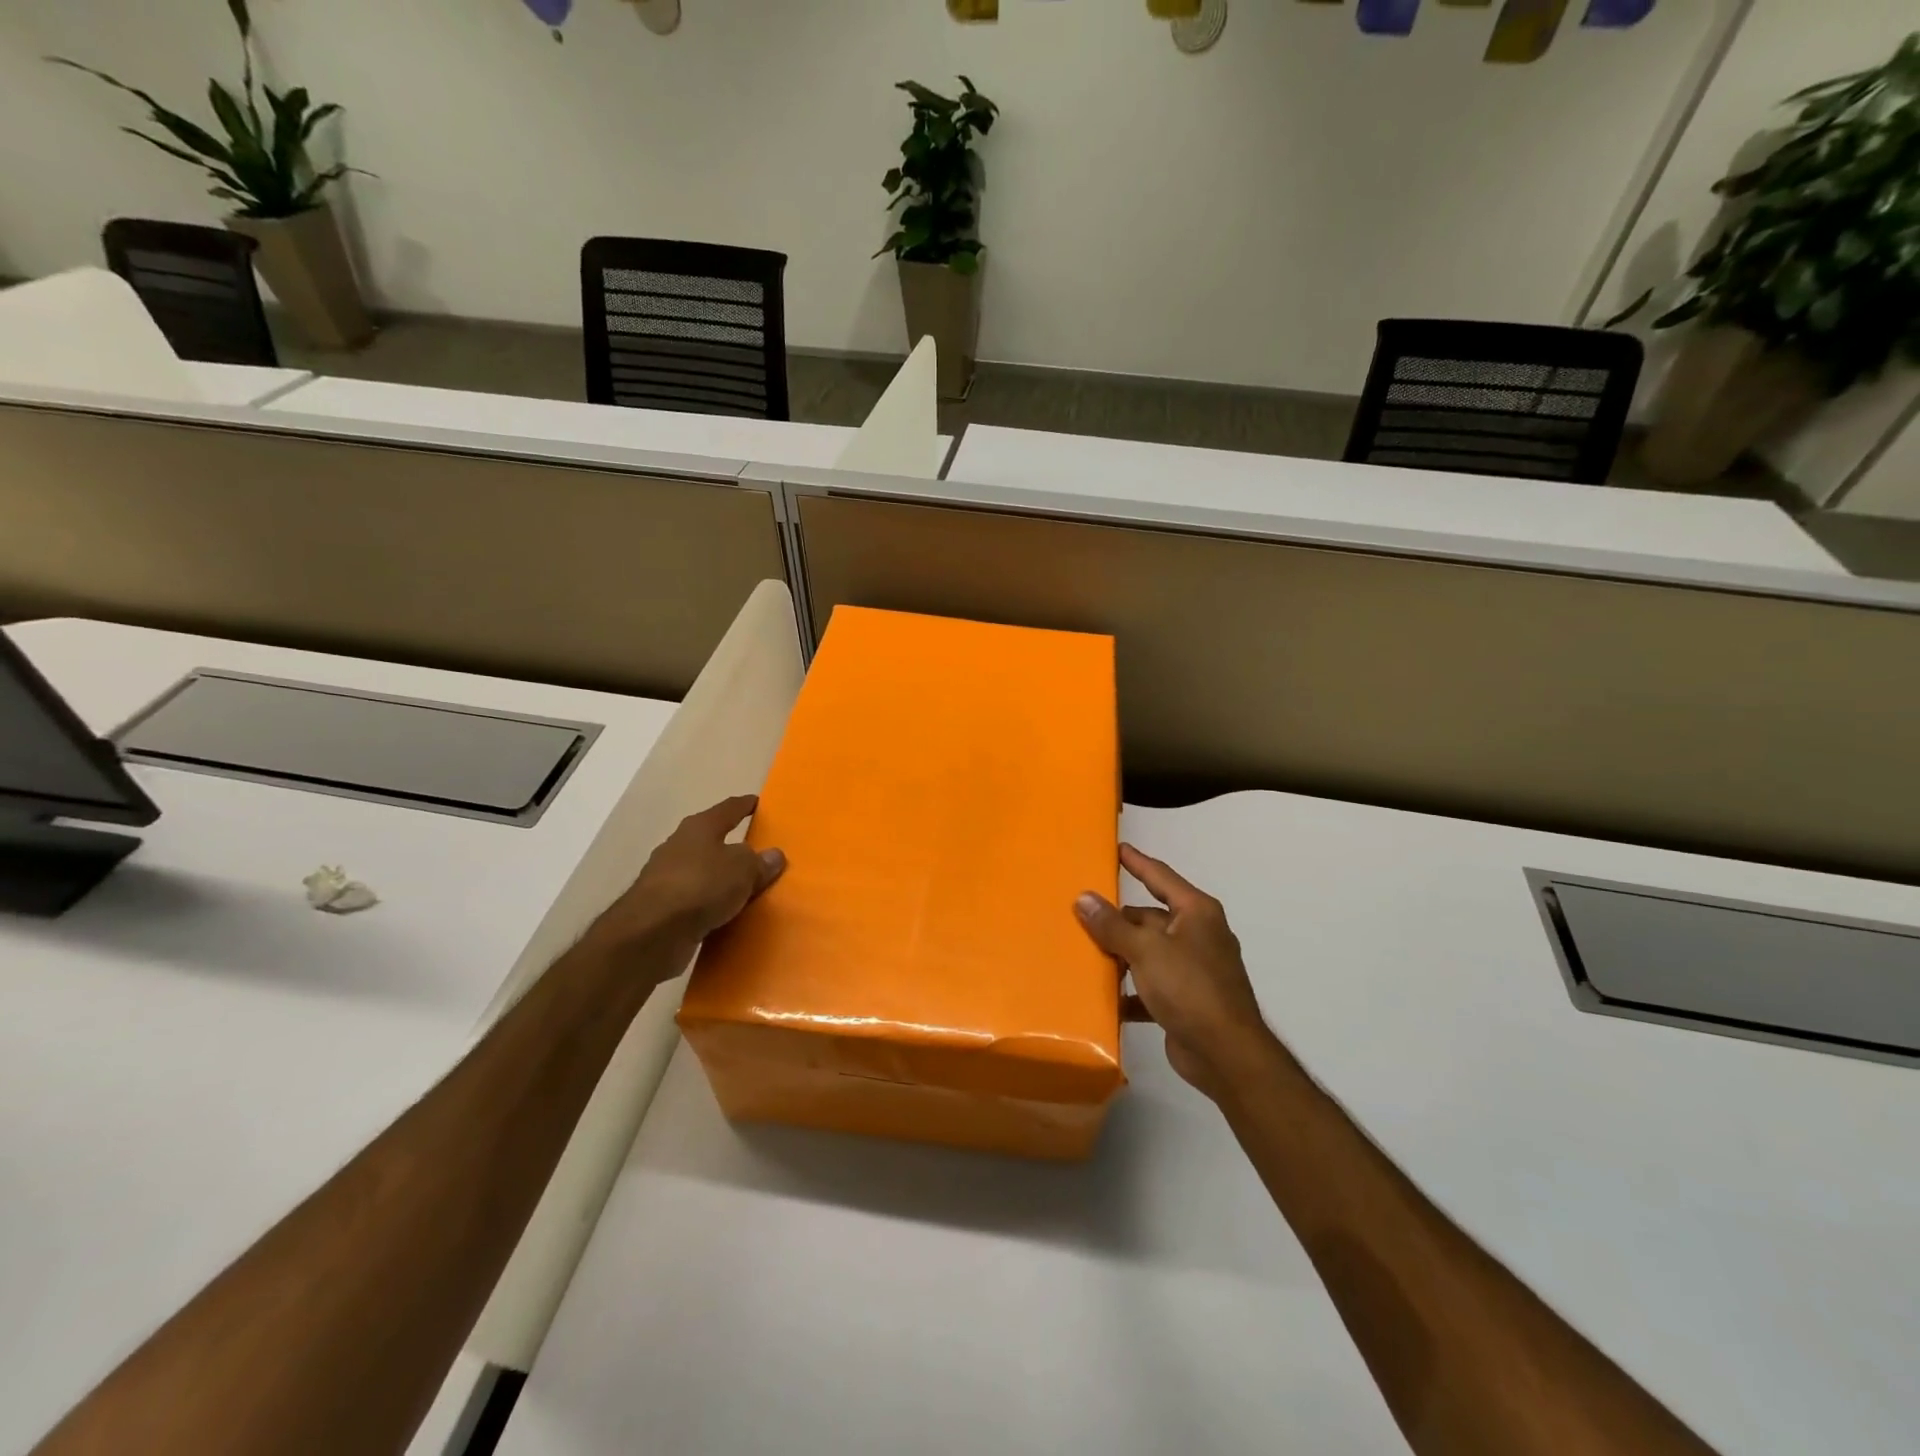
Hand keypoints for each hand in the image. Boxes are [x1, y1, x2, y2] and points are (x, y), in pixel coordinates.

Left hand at [584, 795, 786, 970]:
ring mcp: (667, 877)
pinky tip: (726, 912)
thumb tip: (773, 855)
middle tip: (757, 851)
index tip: (758, 802)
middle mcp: (679, 846)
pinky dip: (711, 903)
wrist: (652, 933)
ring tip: (745, 886)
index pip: (728, 809)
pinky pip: (696, 899)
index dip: (745, 805)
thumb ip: (760, 862)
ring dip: (720, 877)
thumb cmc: (701, 886)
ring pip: (703, 871)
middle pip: (711, 840)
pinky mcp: (662, 907)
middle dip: (732, 845)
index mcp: (699, 827)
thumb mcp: (743, 869)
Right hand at [1075, 844, 1278, 1101]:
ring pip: (1148, 952)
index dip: (1137, 862)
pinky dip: (1130, 990)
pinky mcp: (1186, 1001)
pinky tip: (1104, 997)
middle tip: (1082, 913)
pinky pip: (1150, 986)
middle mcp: (1198, 935)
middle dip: (1118, 919)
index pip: (1161, 876)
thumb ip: (1112, 925)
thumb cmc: (1190, 988)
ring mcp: (1194, 969)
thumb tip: (1084, 898)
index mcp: (1196, 913)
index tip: (1117, 848)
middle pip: (1150, 918)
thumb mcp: (1146, 950)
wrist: (1226, 1054)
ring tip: (1083, 953)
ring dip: (1121, 955)